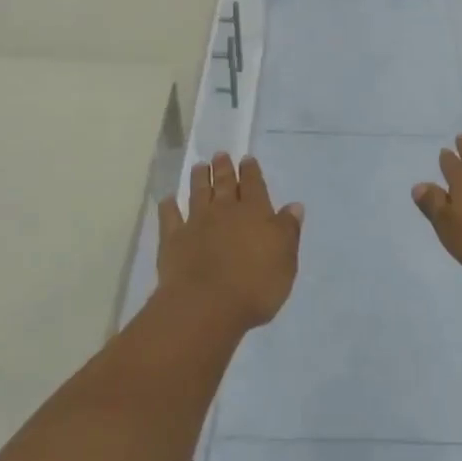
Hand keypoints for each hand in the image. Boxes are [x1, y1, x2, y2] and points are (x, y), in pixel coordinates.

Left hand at [158, 153, 303, 331]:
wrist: (206, 306)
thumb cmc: (255, 286)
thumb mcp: (285, 261)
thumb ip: (288, 231)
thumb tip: (294, 206)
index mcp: (255, 213)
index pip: (254, 185)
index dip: (251, 171)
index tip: (247, 159)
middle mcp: (224, 211)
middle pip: (224, 184)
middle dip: (224, 168)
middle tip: (220, 154)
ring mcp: (196, 223)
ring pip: (198, 193)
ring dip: (199, 179)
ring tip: (200, 166)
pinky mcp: (173, 240)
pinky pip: (169, 217)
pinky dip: (168, 207)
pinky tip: (167, 200)